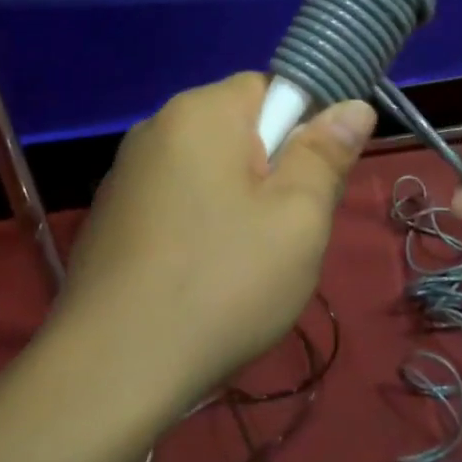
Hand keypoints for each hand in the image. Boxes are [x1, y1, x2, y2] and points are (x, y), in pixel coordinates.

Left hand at [53, 73, 375, 410]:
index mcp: (201, 112)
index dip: (301, 130)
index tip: (308, 186)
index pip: (270, 87)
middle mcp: (157, 126)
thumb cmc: (220, 284)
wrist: (108, 374)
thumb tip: (354, 106)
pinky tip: (199, 279)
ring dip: (236, 201)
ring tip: (243, 264)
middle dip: (270, 171)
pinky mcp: (111, 214)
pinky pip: (176, 198)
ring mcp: (127, 172)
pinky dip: (198, 224)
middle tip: (283, 232)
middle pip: (239, 128)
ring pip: (209, 168)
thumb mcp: (297, 219)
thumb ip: (326, 155)